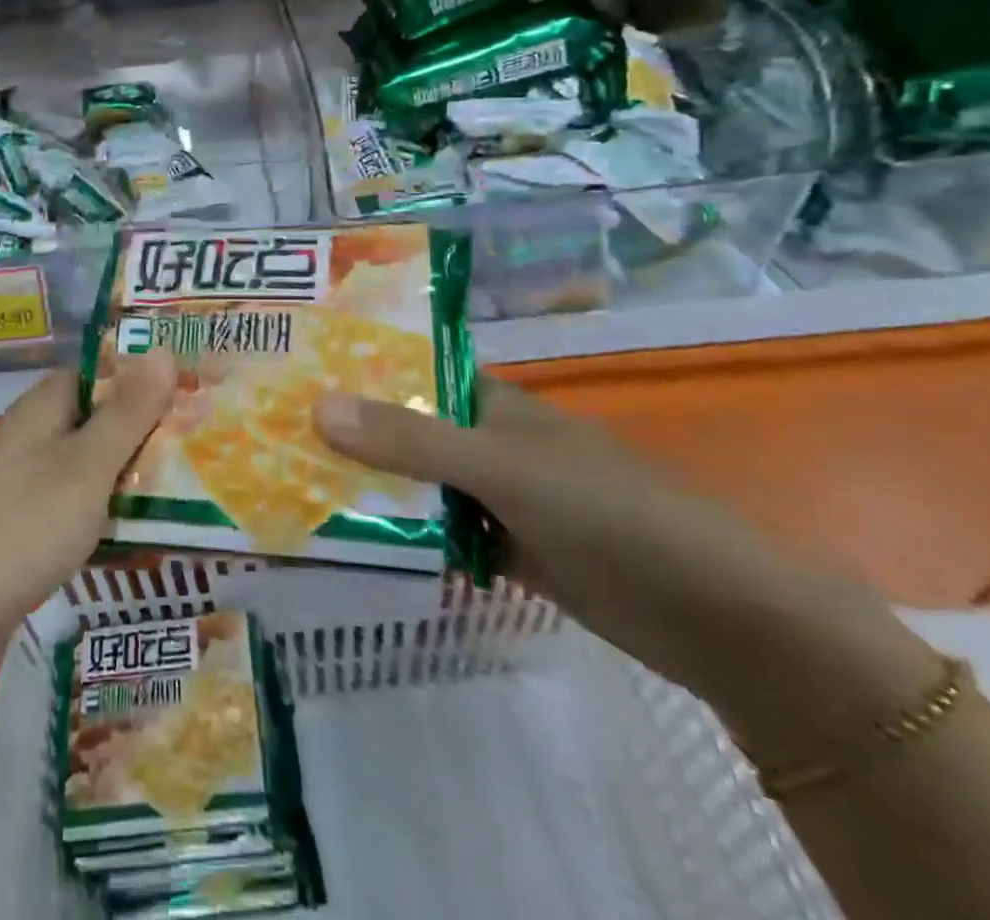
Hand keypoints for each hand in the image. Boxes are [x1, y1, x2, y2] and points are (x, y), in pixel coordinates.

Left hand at [0, 351, 176, 676]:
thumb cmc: (21, 527)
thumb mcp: (87, 466)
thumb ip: (128, 412)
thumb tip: (163, 350)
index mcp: (44, 408)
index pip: (102, 370)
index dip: (148, 374)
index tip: (198, 387)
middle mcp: (32, 437)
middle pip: (100, 417)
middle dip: (149, 428)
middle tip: (207, 442)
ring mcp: (23, 484)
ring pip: (91, 464)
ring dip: (133, 472)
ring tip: (192, 486)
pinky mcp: (21, 529)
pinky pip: (77, 505)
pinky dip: (109, 511)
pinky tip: (141, 534)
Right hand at [314, 378, 938, 769]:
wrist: (718, 617)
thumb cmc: (610, 514)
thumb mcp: (503, 470)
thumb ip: (412, 441)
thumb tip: (316, 405)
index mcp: (491, 403)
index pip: (409, 375)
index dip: (354, 372)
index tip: (291, 376)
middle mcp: (490, 442)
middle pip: (406, 432)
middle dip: (350, 435)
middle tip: (271, 436)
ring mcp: (500, 498)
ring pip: (419, 484)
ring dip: (371, 488)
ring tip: (291, 486)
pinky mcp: (510, 550)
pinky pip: (442, 533)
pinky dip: (405, 535)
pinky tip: (351, 541)